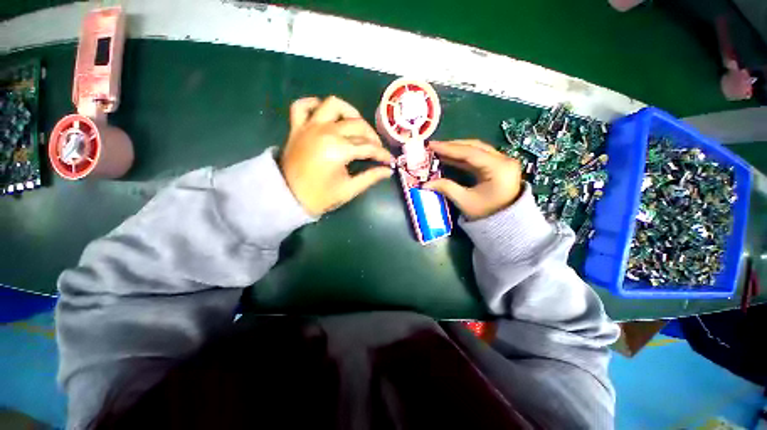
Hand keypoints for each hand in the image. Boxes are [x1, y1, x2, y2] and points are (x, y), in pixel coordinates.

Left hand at [280, 96, 393, 215]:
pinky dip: (314, 105)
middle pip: (357, 125)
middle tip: (376, 149)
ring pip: (333, 105)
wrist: (288, 197)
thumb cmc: (320, 196)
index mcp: (339, 150)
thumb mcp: (349, 190)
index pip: (368, 147)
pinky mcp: (297, 127)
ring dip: (349, 112)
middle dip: (372, 136)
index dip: (383, 154)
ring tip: (356, 126)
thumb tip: (388, 171)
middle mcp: (325, 131)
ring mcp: (309, 126)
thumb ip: (370, 177)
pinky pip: (302, 105)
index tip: (390, 161)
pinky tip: (325, 114)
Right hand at [423, 140, 521, 220]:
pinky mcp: (498, 166)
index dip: (449, 148)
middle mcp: (504, 160)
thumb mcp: (465, 201)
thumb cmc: (487, 214)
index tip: (432, 145)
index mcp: (498, 168)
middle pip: (475, 147)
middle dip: (452, 146)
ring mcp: (502, 162)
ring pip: (477, 150)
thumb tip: (425, 184)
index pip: (470, 153)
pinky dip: (463, 157)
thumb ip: (446, 188)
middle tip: (434, 146)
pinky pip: (479, 157)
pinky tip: (450, 157)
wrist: (507, 224)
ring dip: (457, 149)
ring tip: (439, 150)